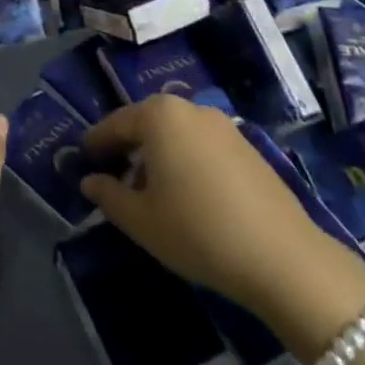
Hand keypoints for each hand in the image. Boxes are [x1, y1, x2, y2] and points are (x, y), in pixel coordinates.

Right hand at [81, 97, 364, 356]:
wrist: (281, 256)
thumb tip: (89, 181)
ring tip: (149, 191)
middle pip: (147, 123)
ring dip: (158, 155)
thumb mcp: (141, 220)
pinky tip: (186, 194)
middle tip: (113, 176)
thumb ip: (108, 196)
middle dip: (128, 147)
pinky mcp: (247, 145)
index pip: (116, 123)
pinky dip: (185, 160)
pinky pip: (201, 144)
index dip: (96, 143)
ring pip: (176, 133)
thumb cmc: (197, 231)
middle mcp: (190, 108)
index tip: (83, 159)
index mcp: (159, 116)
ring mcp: (223, 125)